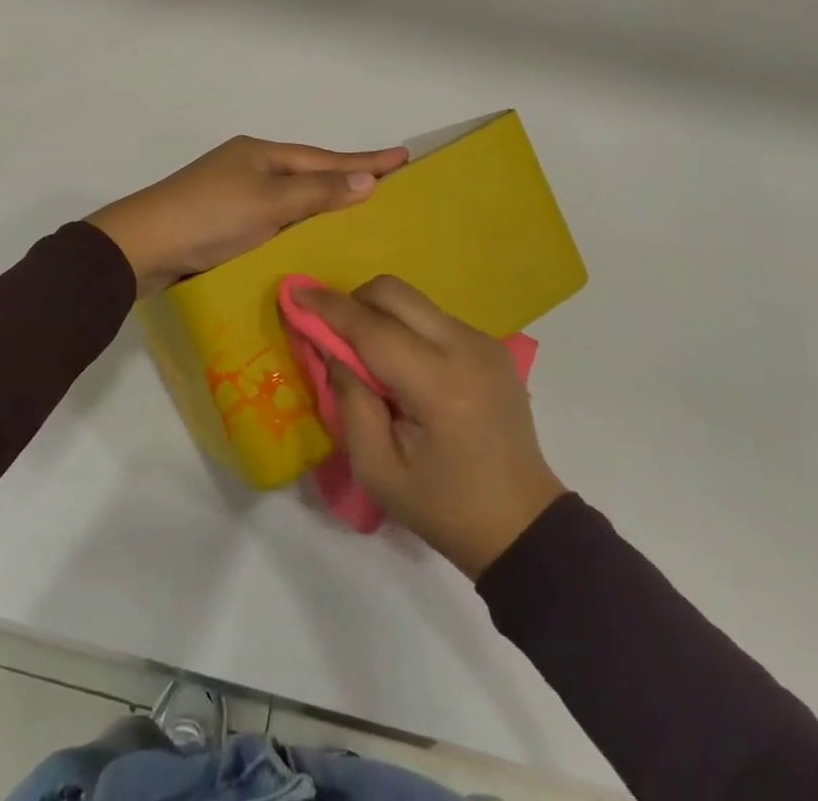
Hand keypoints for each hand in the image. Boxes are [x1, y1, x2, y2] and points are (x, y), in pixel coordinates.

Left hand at [89, 137, 408, 297]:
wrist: (141, 248)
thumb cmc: (209, 217)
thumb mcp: (269, 203)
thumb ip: (318, 193)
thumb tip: (368, 181)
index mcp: (260, 154)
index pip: (325, 158)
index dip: (365, 161)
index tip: (404, 156)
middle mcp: (248, 168)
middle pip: (308, 174)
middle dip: (346, 180)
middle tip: (388, 186)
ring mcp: (233, 195)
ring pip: (290, 200)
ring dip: (322, 206)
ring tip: (359, 214)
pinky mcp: (221, 225)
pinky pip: (273, 221)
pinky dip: (296, 228)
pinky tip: (311, 242)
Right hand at [298, 277, 565, 578]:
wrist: (523, 525)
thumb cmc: (444, 507)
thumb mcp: (377, 468)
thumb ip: (349, 400)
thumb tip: (332, 349)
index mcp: (438, 384)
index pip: (372, 328)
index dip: (328, 307)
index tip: (294, 291)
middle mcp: (465, 348)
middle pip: (394, 293)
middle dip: (353, 301)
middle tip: (332, 334)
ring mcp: (483, 342)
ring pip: (414, 301)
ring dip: (380, 315)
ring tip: (368, 358)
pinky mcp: (491, 345)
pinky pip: (433, 317)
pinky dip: (405, 327)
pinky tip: (402, 367)